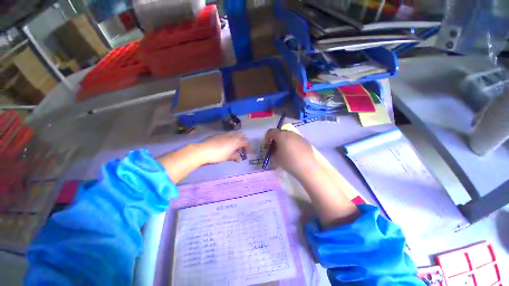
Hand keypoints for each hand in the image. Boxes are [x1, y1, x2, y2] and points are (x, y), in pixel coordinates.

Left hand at [197, 133, 251, 163]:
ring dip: (238, 140)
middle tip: (242, 150)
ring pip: (235, 135)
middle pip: (242, 136)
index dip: (249, 148)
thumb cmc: (218, 154)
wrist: (204, 150)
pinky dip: (232, 139)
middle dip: (244, 142)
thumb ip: (235, 156)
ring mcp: (226, 134)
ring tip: (235, 148)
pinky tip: (228, 145)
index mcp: (236, 141)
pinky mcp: (220, 135)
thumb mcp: (228, 157)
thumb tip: (240, 158)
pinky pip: (229, 135)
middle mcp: (233, 136)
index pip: (246, 142)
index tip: (248, 154)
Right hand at [263, 129, 317, 178]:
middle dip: (276, 139)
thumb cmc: (288, 162)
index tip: (266, 145)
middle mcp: (290, 133)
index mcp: (281, 135)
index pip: (271, 132)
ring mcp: (299, 136)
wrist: (306, 167)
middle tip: (275, 147)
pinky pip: (296, 140)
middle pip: (280, 133)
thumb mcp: (275, 157)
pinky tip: (294, 152)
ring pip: (289, 136)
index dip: (267, 137)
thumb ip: (272, 151)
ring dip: (285, 141)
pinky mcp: (305, 141)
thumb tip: (273, 148)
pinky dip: (292, 143)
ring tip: (285, 150)